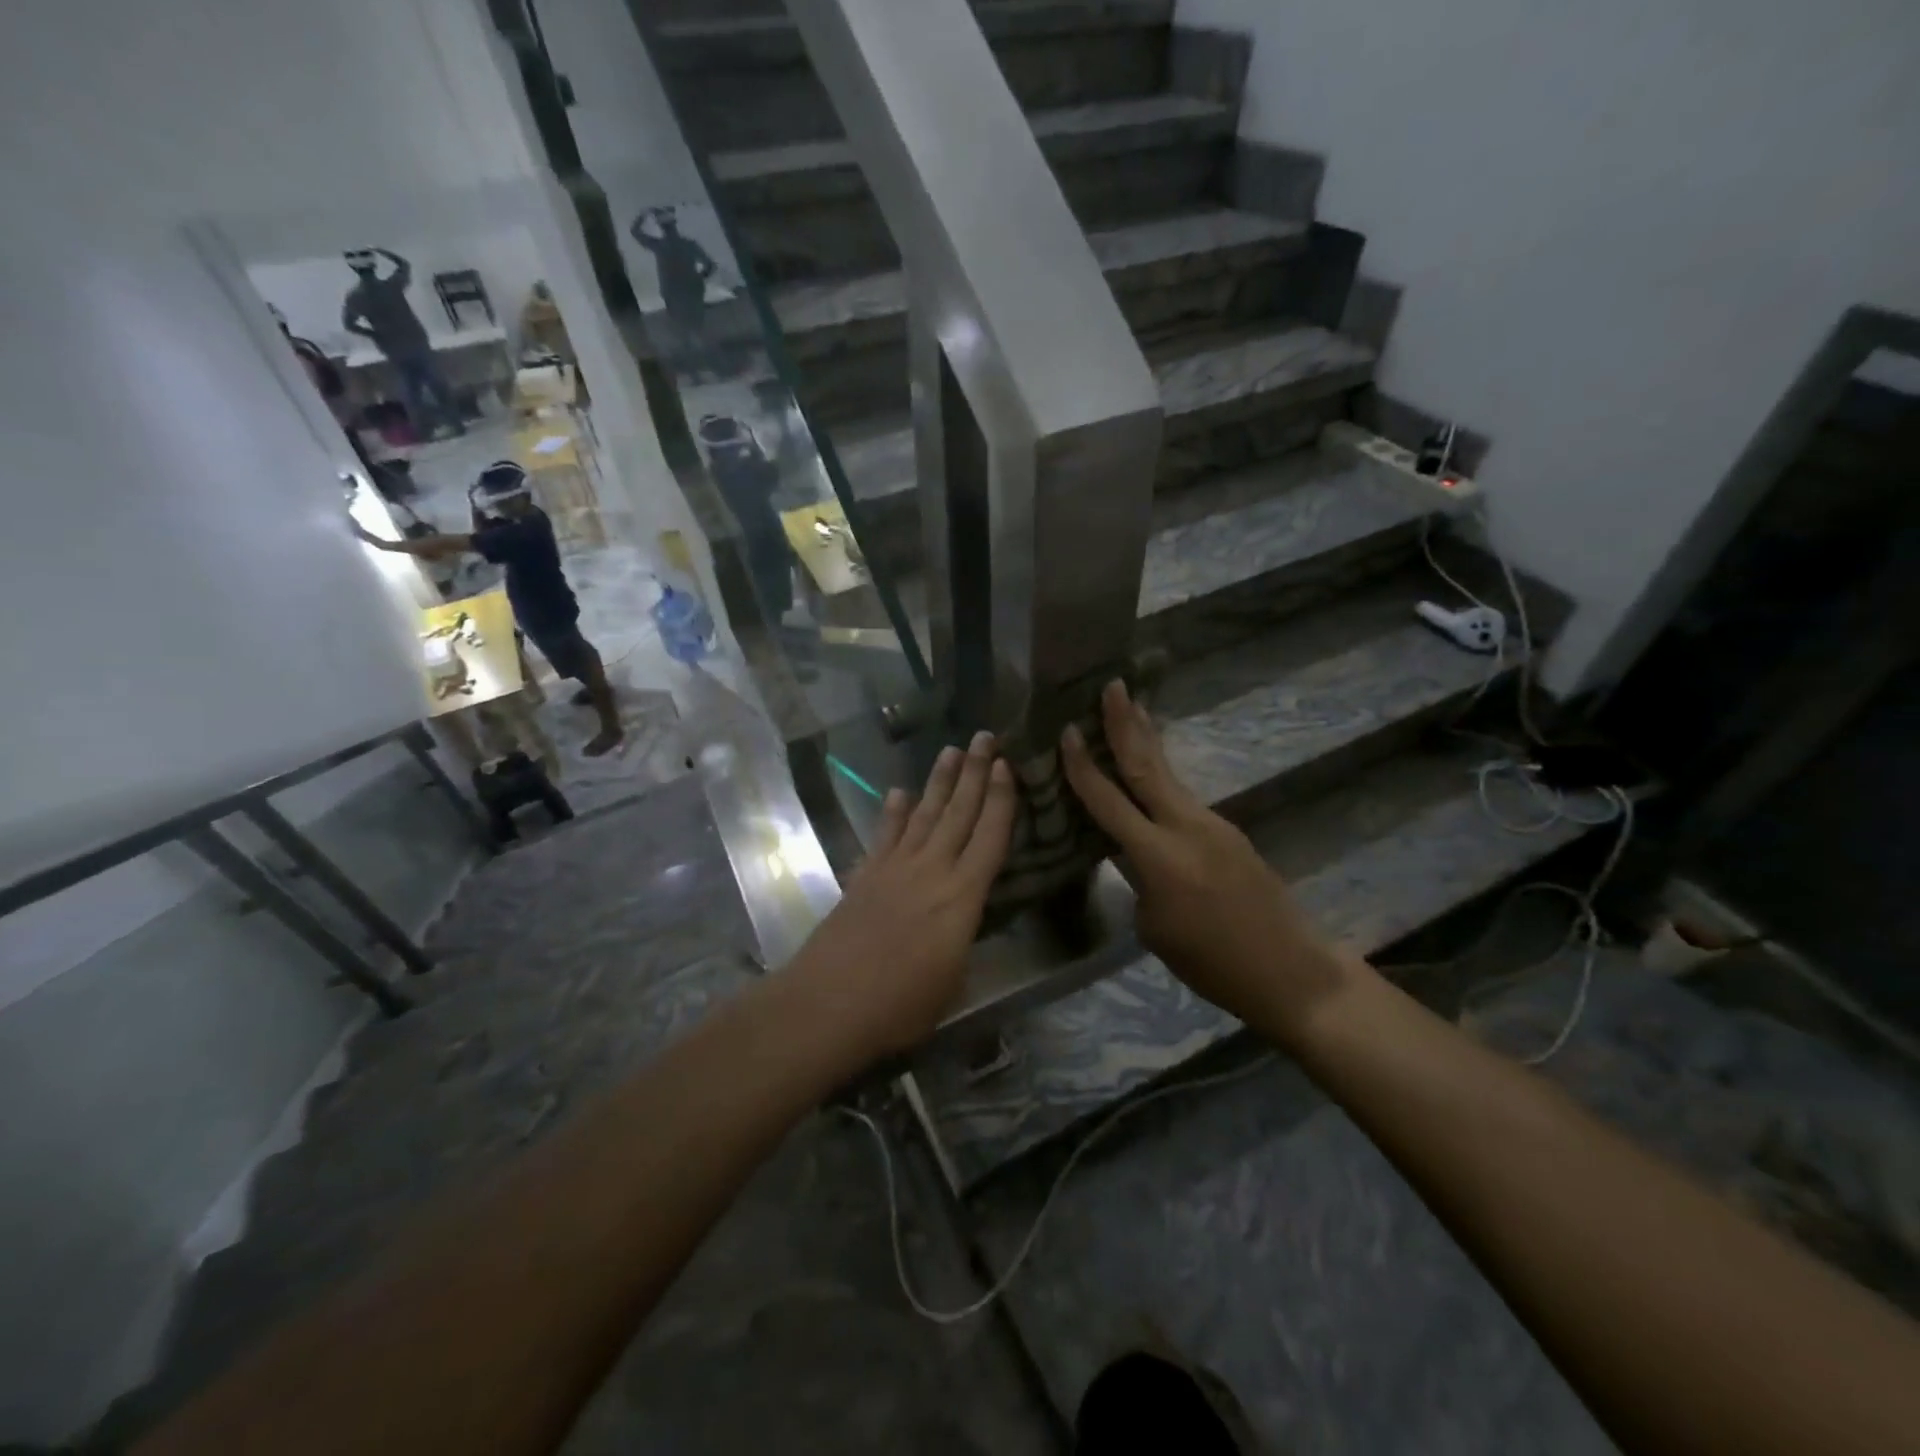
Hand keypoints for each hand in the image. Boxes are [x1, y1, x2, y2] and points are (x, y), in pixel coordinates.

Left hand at [786, 733, 1016, 1058]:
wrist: (828, 1003)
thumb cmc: (901, 1005)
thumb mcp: (953, 982)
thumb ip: (962, 941)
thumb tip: (965, 921)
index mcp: (962, 897)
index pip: (990, 837)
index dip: (1001, 800)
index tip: (1007, 765)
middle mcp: (931, 870)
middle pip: (957, 813)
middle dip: (973, 773)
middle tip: (983, 737)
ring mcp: (894, 868)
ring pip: (923, 815)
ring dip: (938, 782)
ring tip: (949, 751)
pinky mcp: (865, 875)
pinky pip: (885, 835)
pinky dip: (893, 812)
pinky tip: (898, 792)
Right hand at [1060, 681, 1355, 1046]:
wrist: (1290, 970)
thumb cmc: (1212, 962)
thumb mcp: (1156, 928)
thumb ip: (1138, 880)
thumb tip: (1134, 855)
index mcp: (1159, 856)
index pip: (1109, 801)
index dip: (1084, 766)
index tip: (1066, 730)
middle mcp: (1185, 826)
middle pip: (1148, 765)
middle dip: (1126, 723)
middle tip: (1113, 685)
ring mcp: (1212, 824)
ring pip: (1169, 775)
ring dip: (1147, 741)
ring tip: (1131, 709)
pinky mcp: (1227, 832)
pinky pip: (1183, 798)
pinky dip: (1162, 777)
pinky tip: (1151, 773)